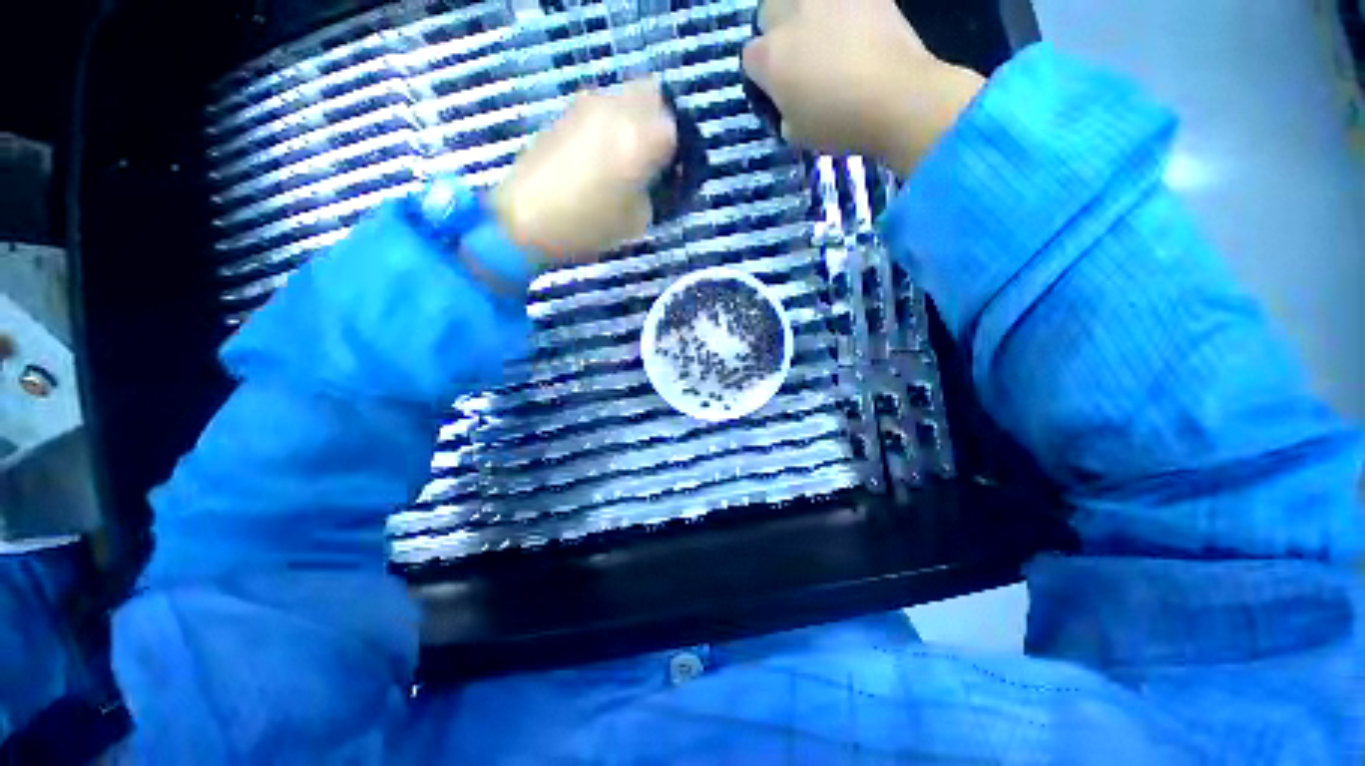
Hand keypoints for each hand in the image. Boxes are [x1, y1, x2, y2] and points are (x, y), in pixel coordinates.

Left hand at [492, 78, 677, 261]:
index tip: (669, 174)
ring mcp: (587, 105)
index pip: (675, 128)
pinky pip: (599, 108)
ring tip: (622, 155)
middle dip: (657, 121)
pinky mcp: (565, 112)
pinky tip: (597, 155)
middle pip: (652, 95)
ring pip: (623, 97)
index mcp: (642, 137)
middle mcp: (618, 109)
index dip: (675, 152)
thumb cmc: (589, 225)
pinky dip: (607, 123)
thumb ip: (654, 192)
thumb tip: (653, 178)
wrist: (527, 218)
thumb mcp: (638, 220)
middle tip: (651, 155)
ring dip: (631, 119)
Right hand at [741, 0, 984, 175]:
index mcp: (769, 57)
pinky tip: (857, 30)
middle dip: (777, 30)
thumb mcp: (796, 133)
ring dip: (806, 15)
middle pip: (768, 11)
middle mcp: (790, 14)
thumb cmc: (838, 123)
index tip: (777, 90)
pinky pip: (843, 2)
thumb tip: (789, 100)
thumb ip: (783, 110)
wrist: (897, 96)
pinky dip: (844, 12)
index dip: (761, 75)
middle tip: (798, 55)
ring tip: (826, 37)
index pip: (750, 59)